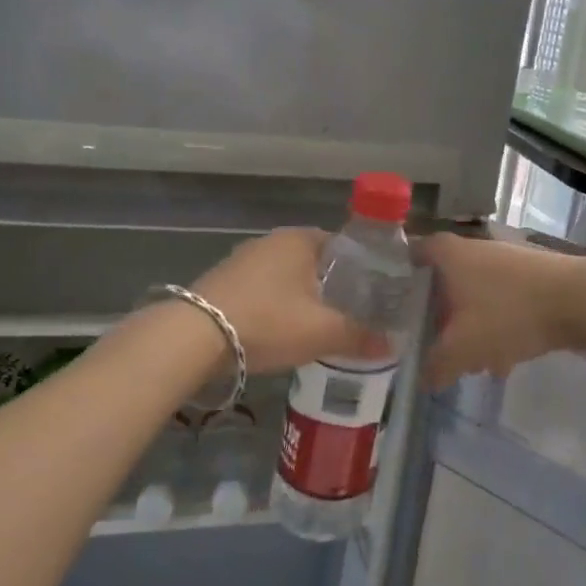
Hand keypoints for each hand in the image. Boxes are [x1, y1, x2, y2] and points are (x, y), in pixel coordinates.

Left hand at [193, 228, 388, 374]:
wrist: (193, 337)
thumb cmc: (269, 321)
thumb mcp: (323, 332)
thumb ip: (360, 336)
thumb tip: (392, 346)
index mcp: (301, 239)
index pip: (344, 245)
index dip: (363, 269)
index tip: (376, 294)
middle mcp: (272, 241)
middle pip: (316, 262)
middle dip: (333, 286)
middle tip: (353, 314)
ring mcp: (244, 260)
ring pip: (288, 277)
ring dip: (303, 298)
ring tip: (321, 327)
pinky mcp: (223, 282)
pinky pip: (264, 291)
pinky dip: (277, 306)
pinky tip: (282, 331)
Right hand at [417, 233, 584, 387]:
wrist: (579, 300)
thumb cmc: (508, 314)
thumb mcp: (464, 348)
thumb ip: (437, 365)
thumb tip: (424, 380)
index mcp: (449, 255)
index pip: (415, 253)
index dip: (402, 275)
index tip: (394, 302)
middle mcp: (476, 249)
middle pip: (446, 281)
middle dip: (441, 315)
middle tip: (434, 343)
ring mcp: (508, 260)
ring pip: (477, 295)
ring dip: (472, 326)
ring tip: (473, 363)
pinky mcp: (534, 276)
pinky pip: (504, 302)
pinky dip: (499, 327)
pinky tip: (505, 360)